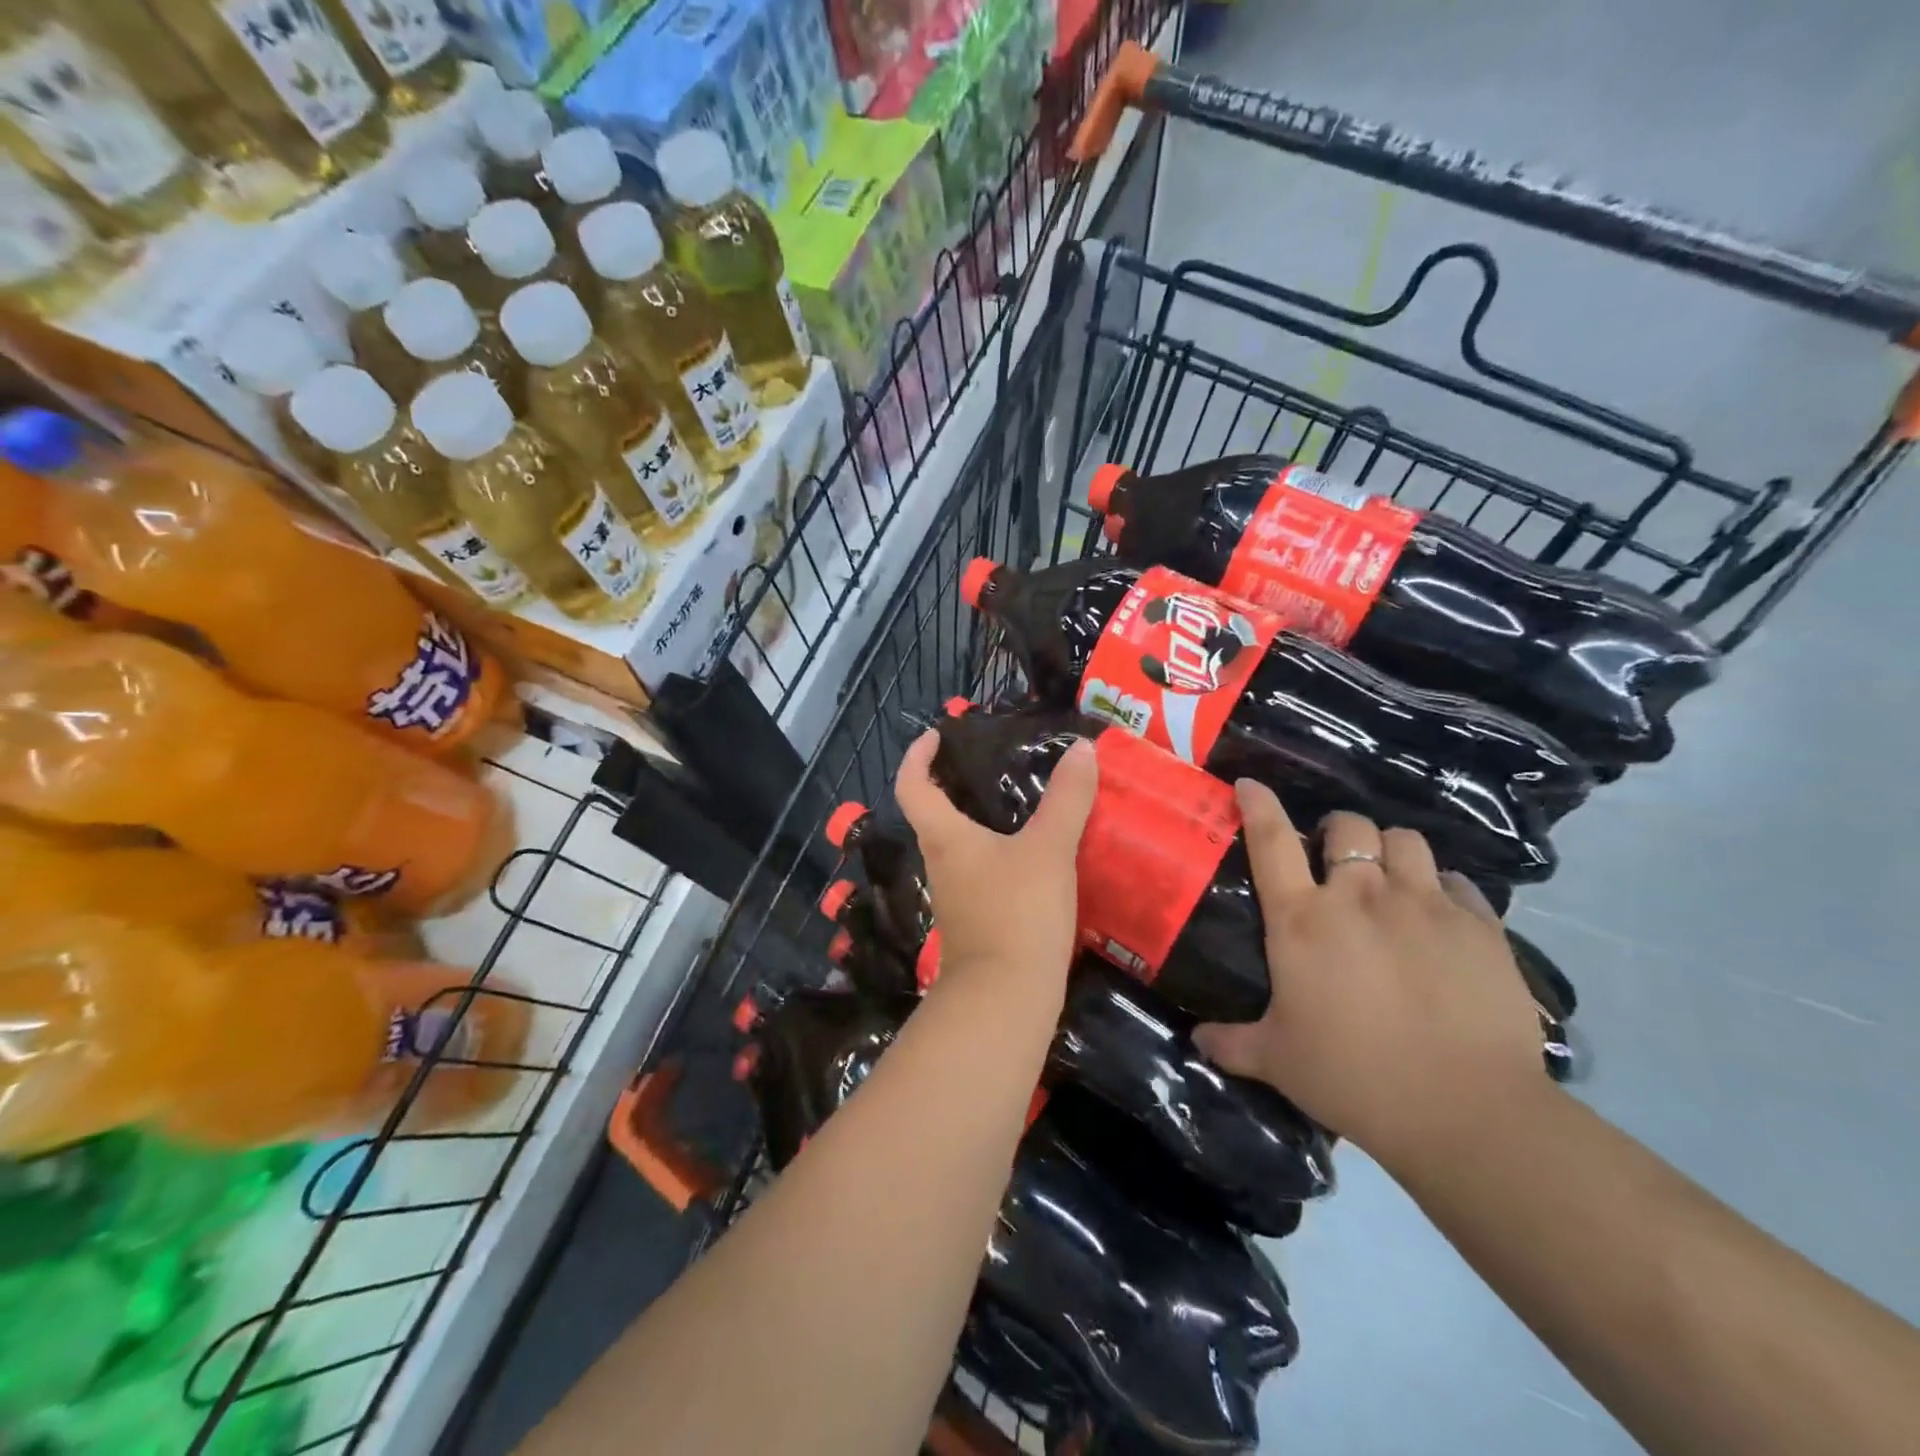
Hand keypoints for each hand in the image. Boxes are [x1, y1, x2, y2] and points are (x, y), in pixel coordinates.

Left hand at [893, 729, 1096, 998]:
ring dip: (981, 824)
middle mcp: (942, 864)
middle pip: (935, 816)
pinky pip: (983, 875)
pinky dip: (1001, 857)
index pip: (912, 786)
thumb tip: (1082, 749)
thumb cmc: (1017, 912)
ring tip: (1023, 806)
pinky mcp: (976, 924)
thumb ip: (1067, 799)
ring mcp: (957, 898)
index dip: (917, 756)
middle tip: (993, 766)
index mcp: (945, 838)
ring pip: (961, 848)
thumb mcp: (1049, 849)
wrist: (1007, 1000)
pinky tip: (1035, 858)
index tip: (937, 736)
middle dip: (955, 787)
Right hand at [1192, 783, 1543, 1168]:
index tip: (1250, 784)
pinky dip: (1443, 888)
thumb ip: (1231, 1043)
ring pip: (1406, 840)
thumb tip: (1195, 1039)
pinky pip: (1458, 882)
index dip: (1258, 804)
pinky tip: (1442, 916)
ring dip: (1391, 851)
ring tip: (1390, 878)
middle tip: (1336, 858)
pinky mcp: (1480, 926)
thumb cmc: (1354, 1076)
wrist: (1466, 1111)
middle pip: (1349, 826)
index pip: (1271, 840)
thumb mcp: (1277, 1061)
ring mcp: (1426, 905)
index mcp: (1303, 919)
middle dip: (1338, 832)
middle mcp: (1361, 896)